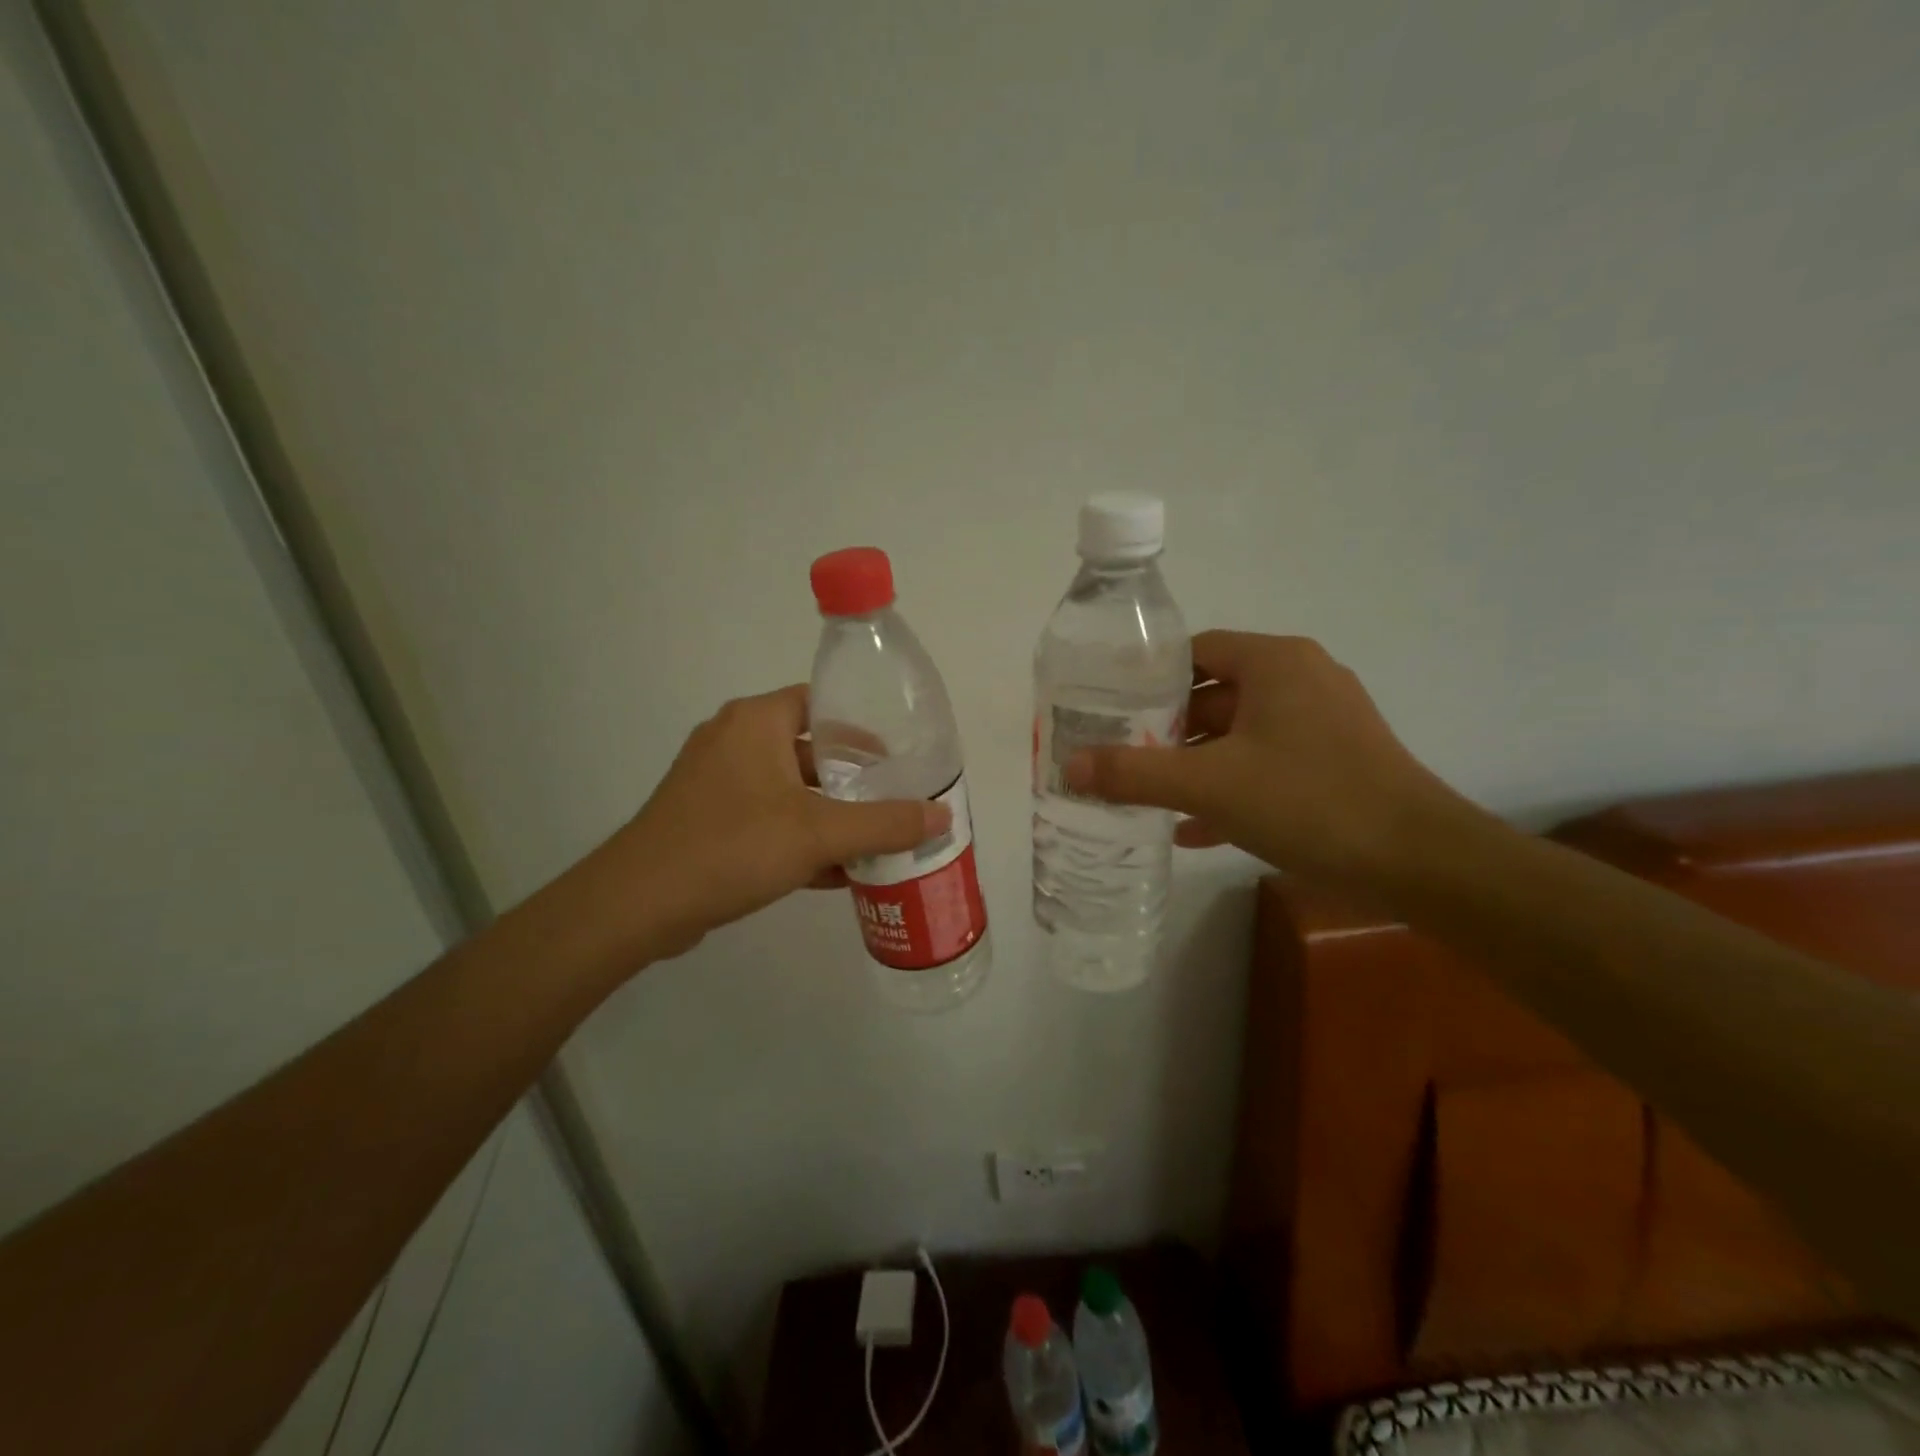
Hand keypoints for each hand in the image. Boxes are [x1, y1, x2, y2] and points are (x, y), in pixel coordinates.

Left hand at [596, 685, 948, 958]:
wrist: (638, 904)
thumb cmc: (732, 846)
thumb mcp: (820, 833)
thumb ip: (885, 823)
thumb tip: (942, 817)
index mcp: (756, 722)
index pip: (819, 704)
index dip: (861, 726)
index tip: (897, 755)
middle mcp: (733, 741)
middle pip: (807, 749)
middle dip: (851, 778)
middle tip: (894, 799)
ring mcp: (714, 783)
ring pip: (788, 790)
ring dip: (828, 813)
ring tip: (874, 837)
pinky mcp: (705, 822)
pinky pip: (766, 819)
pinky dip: (799, 838)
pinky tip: (836, 872)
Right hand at [1065, 631, 1453, 884]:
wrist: (1419, 862)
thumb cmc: (1309, 800)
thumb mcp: (1209, 784)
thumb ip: (1134, 773)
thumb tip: (1069, 766)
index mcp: (1275, 663)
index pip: (1196, 651)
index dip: (1148, 677)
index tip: (1110, 707)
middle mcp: (1301, 681)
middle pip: (1214, 694)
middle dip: (1166, 728)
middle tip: (1118, 754)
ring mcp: (1323, 724)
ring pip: (1239, 735)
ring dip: (1194, 764)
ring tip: (1145, 792)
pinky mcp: (1335, 765)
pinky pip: (1266, 767)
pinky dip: (1230, 790)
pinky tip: (1193, 829)